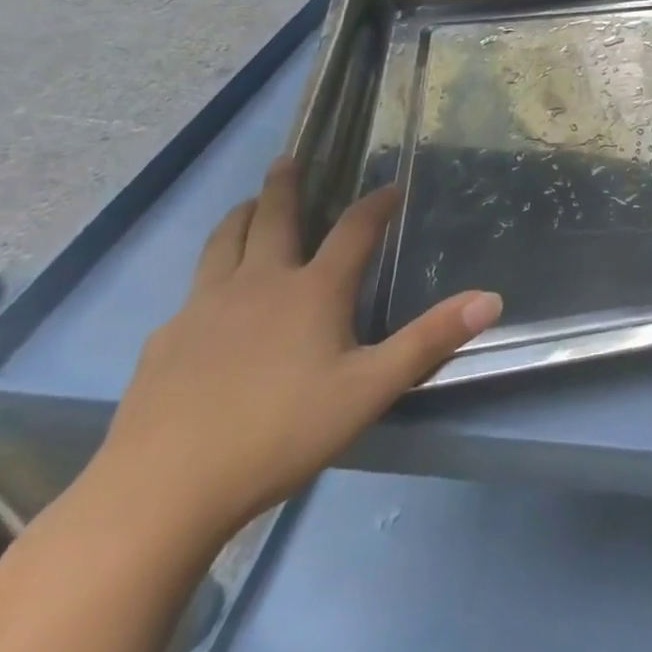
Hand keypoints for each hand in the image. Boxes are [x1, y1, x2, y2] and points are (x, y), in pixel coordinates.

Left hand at [89, 158, 501, 544]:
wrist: (161, 492)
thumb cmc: (279, 433)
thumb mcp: (370, 389)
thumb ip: (429, 341)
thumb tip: (491, 298)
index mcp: (312, 291)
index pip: (354, 230)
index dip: (376, 204)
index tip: (391, 186)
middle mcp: (259, 284)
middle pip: (274, 218)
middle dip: (286, 185)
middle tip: (289, 159)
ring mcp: (204, 308)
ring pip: (223, 243)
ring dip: (241, 217)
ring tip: (249, 205)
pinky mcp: (165, 341)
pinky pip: (192, 291)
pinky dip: (209, 275)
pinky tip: (208, 300)